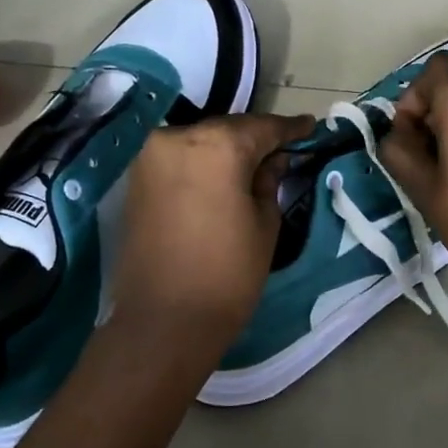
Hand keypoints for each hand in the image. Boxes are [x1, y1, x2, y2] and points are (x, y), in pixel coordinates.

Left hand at [104, 113, 314, 360]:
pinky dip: (202, 161)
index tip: (310, 125)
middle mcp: (179, 138)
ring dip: (227, 148)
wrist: (163, 322)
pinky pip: (179, 158)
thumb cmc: (227, 274)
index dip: (290, 128)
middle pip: (228, 129)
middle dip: (256, 137)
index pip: (262, 128)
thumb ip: (269, 181)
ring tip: (255, 161)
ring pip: (201, 141)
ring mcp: (151, 157)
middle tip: (284, 146)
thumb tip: (274, 160)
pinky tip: (222, 174)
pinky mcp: (136, 178)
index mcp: (218, 146)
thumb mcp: (264, 224)